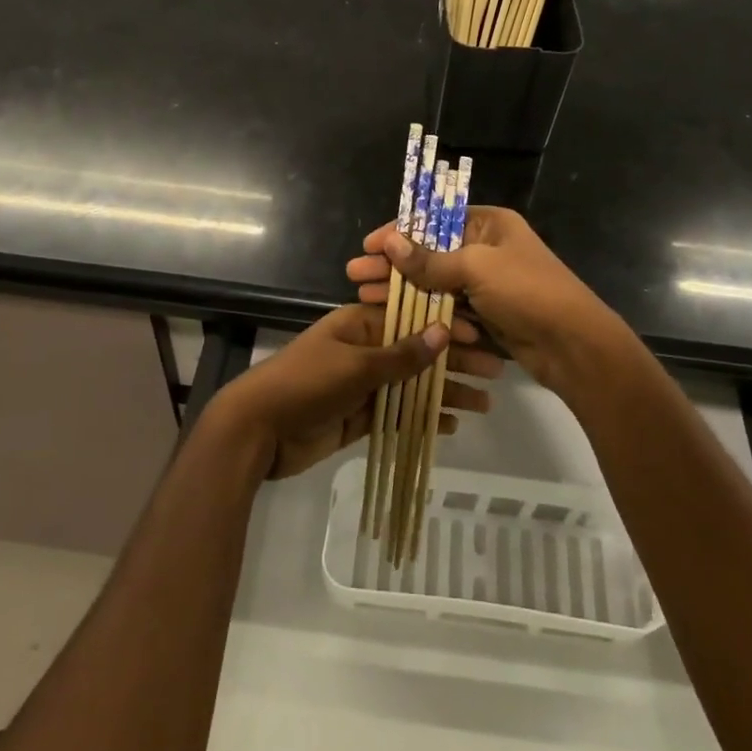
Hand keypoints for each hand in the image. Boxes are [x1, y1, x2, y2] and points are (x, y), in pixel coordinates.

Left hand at [213, 303, 499, 478]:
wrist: (257, 431)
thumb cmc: (306, 384)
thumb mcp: (356, 365)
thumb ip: (401, 354)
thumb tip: (444, 332)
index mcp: (359, 325)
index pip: (411, 319)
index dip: (446, 328)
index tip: (481, 339)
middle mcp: (363, 350)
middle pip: (416, 353)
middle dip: (454, 362)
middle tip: (494, 373)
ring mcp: (361, 385)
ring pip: (411, 385)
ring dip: (445, 392)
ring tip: (484, 404)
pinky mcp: (358, 417)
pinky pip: (398, 413)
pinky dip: (422, 418)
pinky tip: (450, 425)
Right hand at [345, 206, 632, 397]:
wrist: (573, 346)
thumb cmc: (527, 292)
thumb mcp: (476, 268)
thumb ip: (430, 260)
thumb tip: (389, 241)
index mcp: (489, 224)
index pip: (435, 220)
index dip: (399, 232)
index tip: (368, 245)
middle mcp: (486, 248)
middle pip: (430, 251)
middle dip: (393, 263)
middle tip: (355, 274)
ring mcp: (486, 283)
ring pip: (434, 281)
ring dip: (401, 287)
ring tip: (363, 294)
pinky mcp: (485, 313)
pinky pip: (446, 306)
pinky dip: (421, 308)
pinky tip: (393, 315)